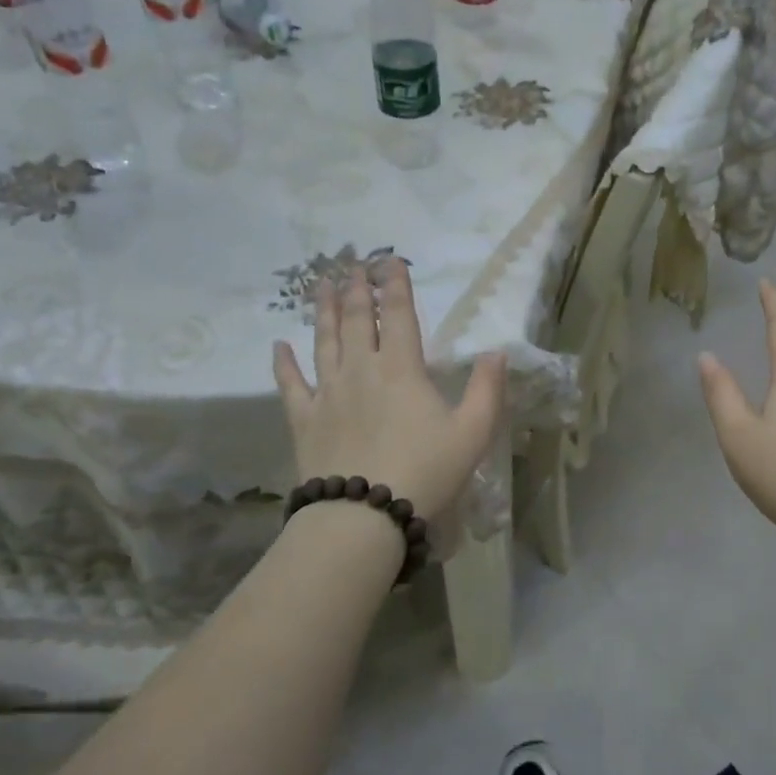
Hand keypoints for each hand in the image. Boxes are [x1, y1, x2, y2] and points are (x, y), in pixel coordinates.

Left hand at [274, 258, 505, 520]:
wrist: (364, 514)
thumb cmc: (426, 471)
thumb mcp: (473, 433)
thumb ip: (487, 389)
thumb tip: (497, 352)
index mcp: (402, 368)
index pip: (399, 314)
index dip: (395, 284)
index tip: (390, 260)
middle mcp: (361, 369)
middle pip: (357, 319)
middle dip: (357, 288)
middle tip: (352, 263)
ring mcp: (328, 392)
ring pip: (324, 341)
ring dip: (323, 310)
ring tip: (321, 285)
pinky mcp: (305, 419)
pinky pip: (290, 384)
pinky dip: (284, 363)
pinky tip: (279, 346)